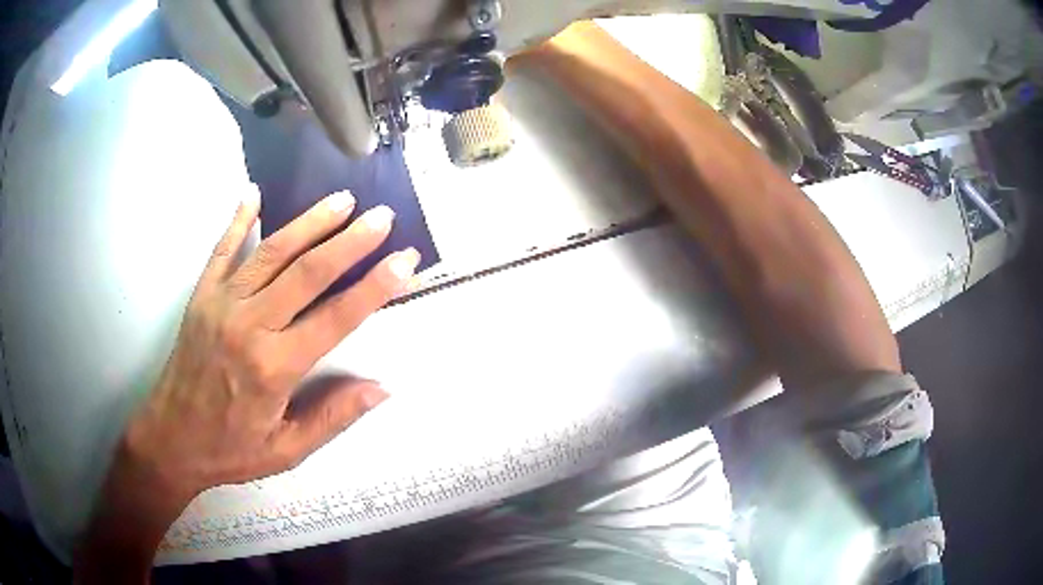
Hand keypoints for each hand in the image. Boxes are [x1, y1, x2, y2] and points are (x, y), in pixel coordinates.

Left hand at [76, 188, 418, 578]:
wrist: (171, 438)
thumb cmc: (231, 448)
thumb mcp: (287, 450)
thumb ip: (333, 417)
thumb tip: (382, 388)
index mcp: (275, 367)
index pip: (336, 317)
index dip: (375, 287)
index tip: (404, 261)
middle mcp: (250, 325)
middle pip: (307, 273)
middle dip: (350, 241)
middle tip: (382, 216)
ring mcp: (221, 304)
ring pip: (272, 253)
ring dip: (309, 223)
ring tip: (342, 199)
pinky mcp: (201, 296)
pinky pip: (222, 250)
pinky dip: (239, 220)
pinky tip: (254, 194)